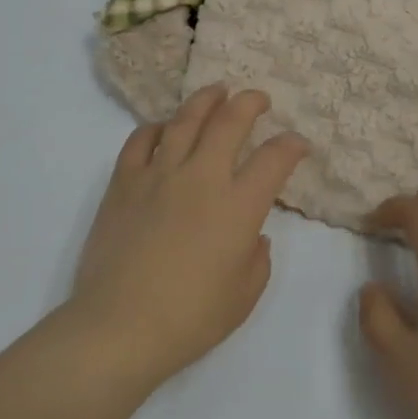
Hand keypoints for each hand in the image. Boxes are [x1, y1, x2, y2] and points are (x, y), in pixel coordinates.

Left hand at [68, 84, 308, 391]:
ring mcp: (160, 174)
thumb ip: (257, 257)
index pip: (274, 159)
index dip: (292, 145)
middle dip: (250, 102)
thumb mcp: (244, 296)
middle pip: (230, 121)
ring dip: (206, 100)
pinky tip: (164, 128)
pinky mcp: (125, 182)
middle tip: (258, 98)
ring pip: (185, 119)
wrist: (119, 328)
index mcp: (238, 206)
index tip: (298, 143)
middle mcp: (202, 177)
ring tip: (217, 91)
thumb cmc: (189, 319)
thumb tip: (252, 234)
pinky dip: (156, 127)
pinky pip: (141, 139)